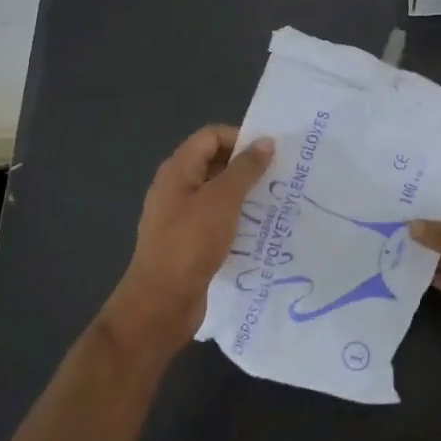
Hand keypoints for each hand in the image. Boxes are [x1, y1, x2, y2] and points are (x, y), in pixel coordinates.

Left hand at [100, 126, 273, 358]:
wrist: (161, 303)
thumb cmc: (190, 243)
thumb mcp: (223, 200)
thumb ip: (245, 168)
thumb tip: (265, 141)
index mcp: (178, 170)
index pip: (211, 136)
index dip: (240, 138)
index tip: (271, 153)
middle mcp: (176, 187)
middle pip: (214, 163)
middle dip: (247, 167)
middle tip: (280, 176)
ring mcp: (181, 216)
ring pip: (218, 193)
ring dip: (245, 195)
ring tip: (276, 202)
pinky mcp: (189, 242)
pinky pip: (217, 220)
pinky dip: (237, 219)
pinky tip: (259, 230)